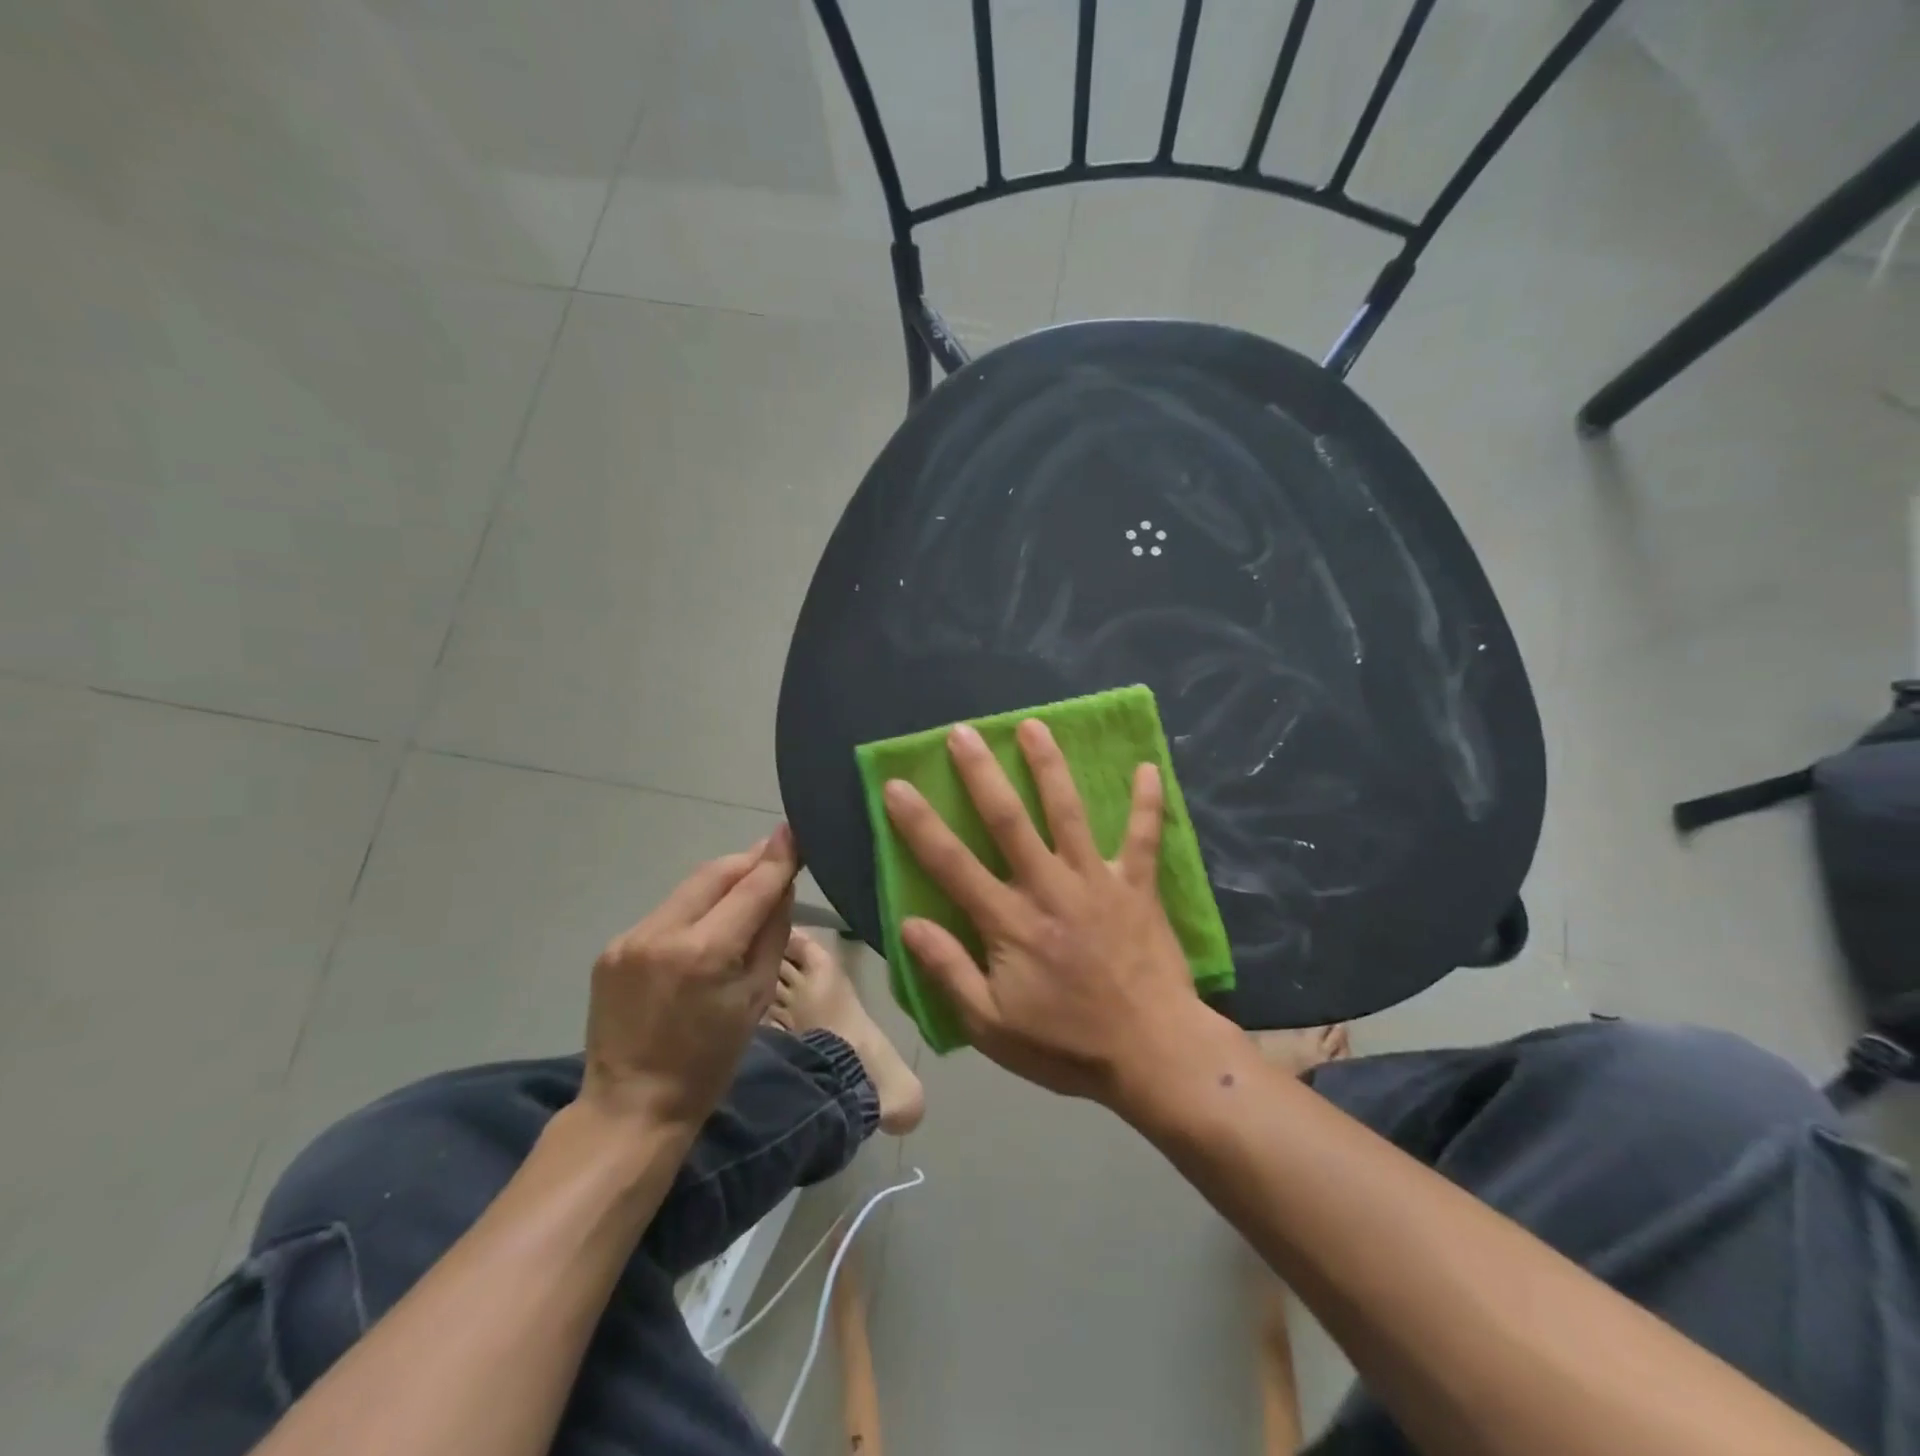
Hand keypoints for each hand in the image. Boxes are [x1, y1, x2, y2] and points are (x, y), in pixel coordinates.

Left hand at [582, 826, 799, 1128]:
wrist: (632, 1106)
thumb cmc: (710, 1061)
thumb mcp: (756, 998)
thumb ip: (771, 934)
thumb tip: (781, 886)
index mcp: (705, 952)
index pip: (750, 887)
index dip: (776, 858)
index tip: (793, 831)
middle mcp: (662, 933)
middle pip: (714, 874)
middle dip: (747, 862)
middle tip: (774, 858)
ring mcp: (631, 939)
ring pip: (688, 891)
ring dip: (720, 885)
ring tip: (745, 892)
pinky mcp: (613, 949)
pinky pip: (665, 915)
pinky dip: (692, 911)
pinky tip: (704, 928)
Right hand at [883, 720, 1220, 1104]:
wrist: (1153, 1055)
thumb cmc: (1067, 1044)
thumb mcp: (992, 1025)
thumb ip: (950, 971)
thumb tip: (909, 924)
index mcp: (1009, 921)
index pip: (951, 864)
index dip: (919, 824)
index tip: (898, 785)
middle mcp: (1049, 888)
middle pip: (1009, 820)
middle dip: (982, 774)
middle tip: (963, 733)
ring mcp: (1096, 882)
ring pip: (1068, 813)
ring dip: (1049, 767)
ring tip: (1033, 726)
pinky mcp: (1137, 887)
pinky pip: (1144, 837)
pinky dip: (1148, 803)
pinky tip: (1148, 767)